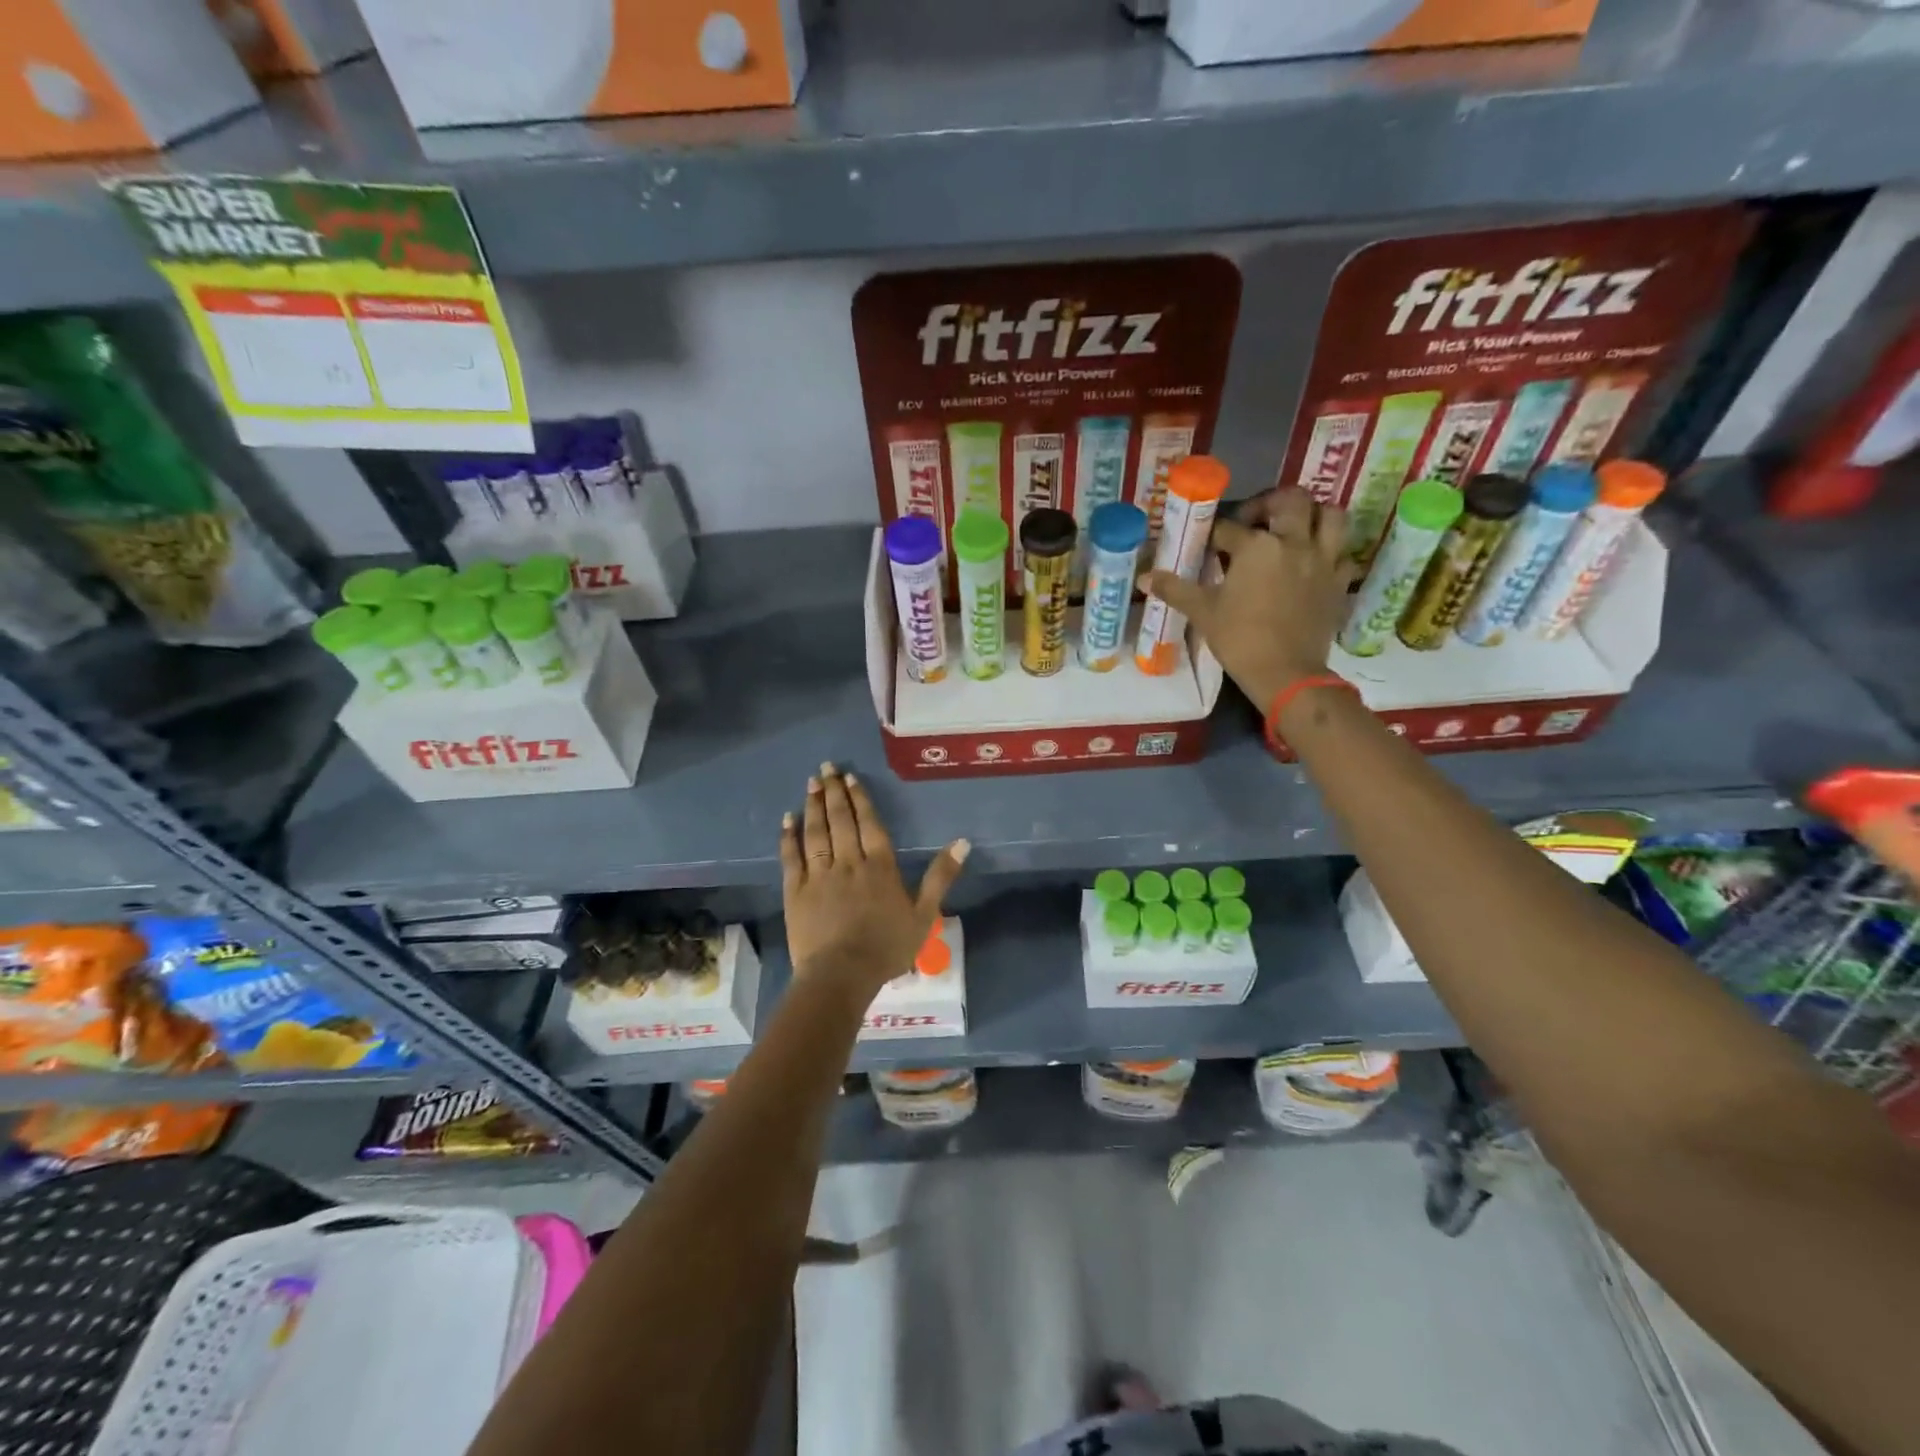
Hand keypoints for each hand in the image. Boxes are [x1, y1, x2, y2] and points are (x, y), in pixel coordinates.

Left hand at [780, 762, 968, 1005]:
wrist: (842, 974)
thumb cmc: (887, 948)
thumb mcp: (925, 914)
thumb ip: (941, 876)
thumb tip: (963, 842)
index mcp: (880, 867)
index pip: (869, 824)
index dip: (860, 799)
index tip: (850, 778)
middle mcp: (849, 862)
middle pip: (841, 820)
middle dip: (834, 792)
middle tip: (826, 768)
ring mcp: (820, 875)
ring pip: (816, 832)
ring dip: (813, 806)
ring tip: (811, 783)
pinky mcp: (796, 891)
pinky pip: (791, 857)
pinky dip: (789, 837)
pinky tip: (786, 819)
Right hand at [1146, 487, 1355, 707]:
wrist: (1286, 673)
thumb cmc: (1240, 639)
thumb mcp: (1202, 612)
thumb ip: (1175, 589)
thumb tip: (1145, 577)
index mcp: (1257, 546)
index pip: (1229, 528)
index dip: (1213, 534)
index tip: (1206, 545)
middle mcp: (1294, 542)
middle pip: (1290, 500)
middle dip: (1269, 503)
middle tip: (1254, 521)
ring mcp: (1323, 560)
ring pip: (1330, 515)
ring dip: (1312, 514)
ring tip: (1293, 528)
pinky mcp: (1339, 581)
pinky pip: (1343, 552)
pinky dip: (1330, 550)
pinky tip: (1314, 561)